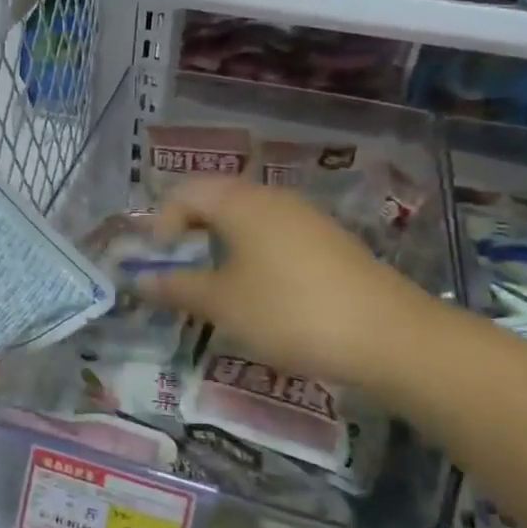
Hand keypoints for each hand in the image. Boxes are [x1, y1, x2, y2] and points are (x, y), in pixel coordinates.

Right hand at [139, 178, 429, 387]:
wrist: (388, 336)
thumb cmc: (289, 312)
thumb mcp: (223, 304)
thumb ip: (177, 287)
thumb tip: (139, 279)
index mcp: (240, 202)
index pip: (185, 191)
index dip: (161, 222)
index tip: (157, 262)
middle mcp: (272, 198)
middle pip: (216, 199)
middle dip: (189, 231)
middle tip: (177, 270)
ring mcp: (305, 218)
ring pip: (246, 218)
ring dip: (219, 244)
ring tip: (212, 284)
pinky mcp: (327, 242)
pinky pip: (273, 235)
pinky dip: (251, 254)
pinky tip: (257, 291)